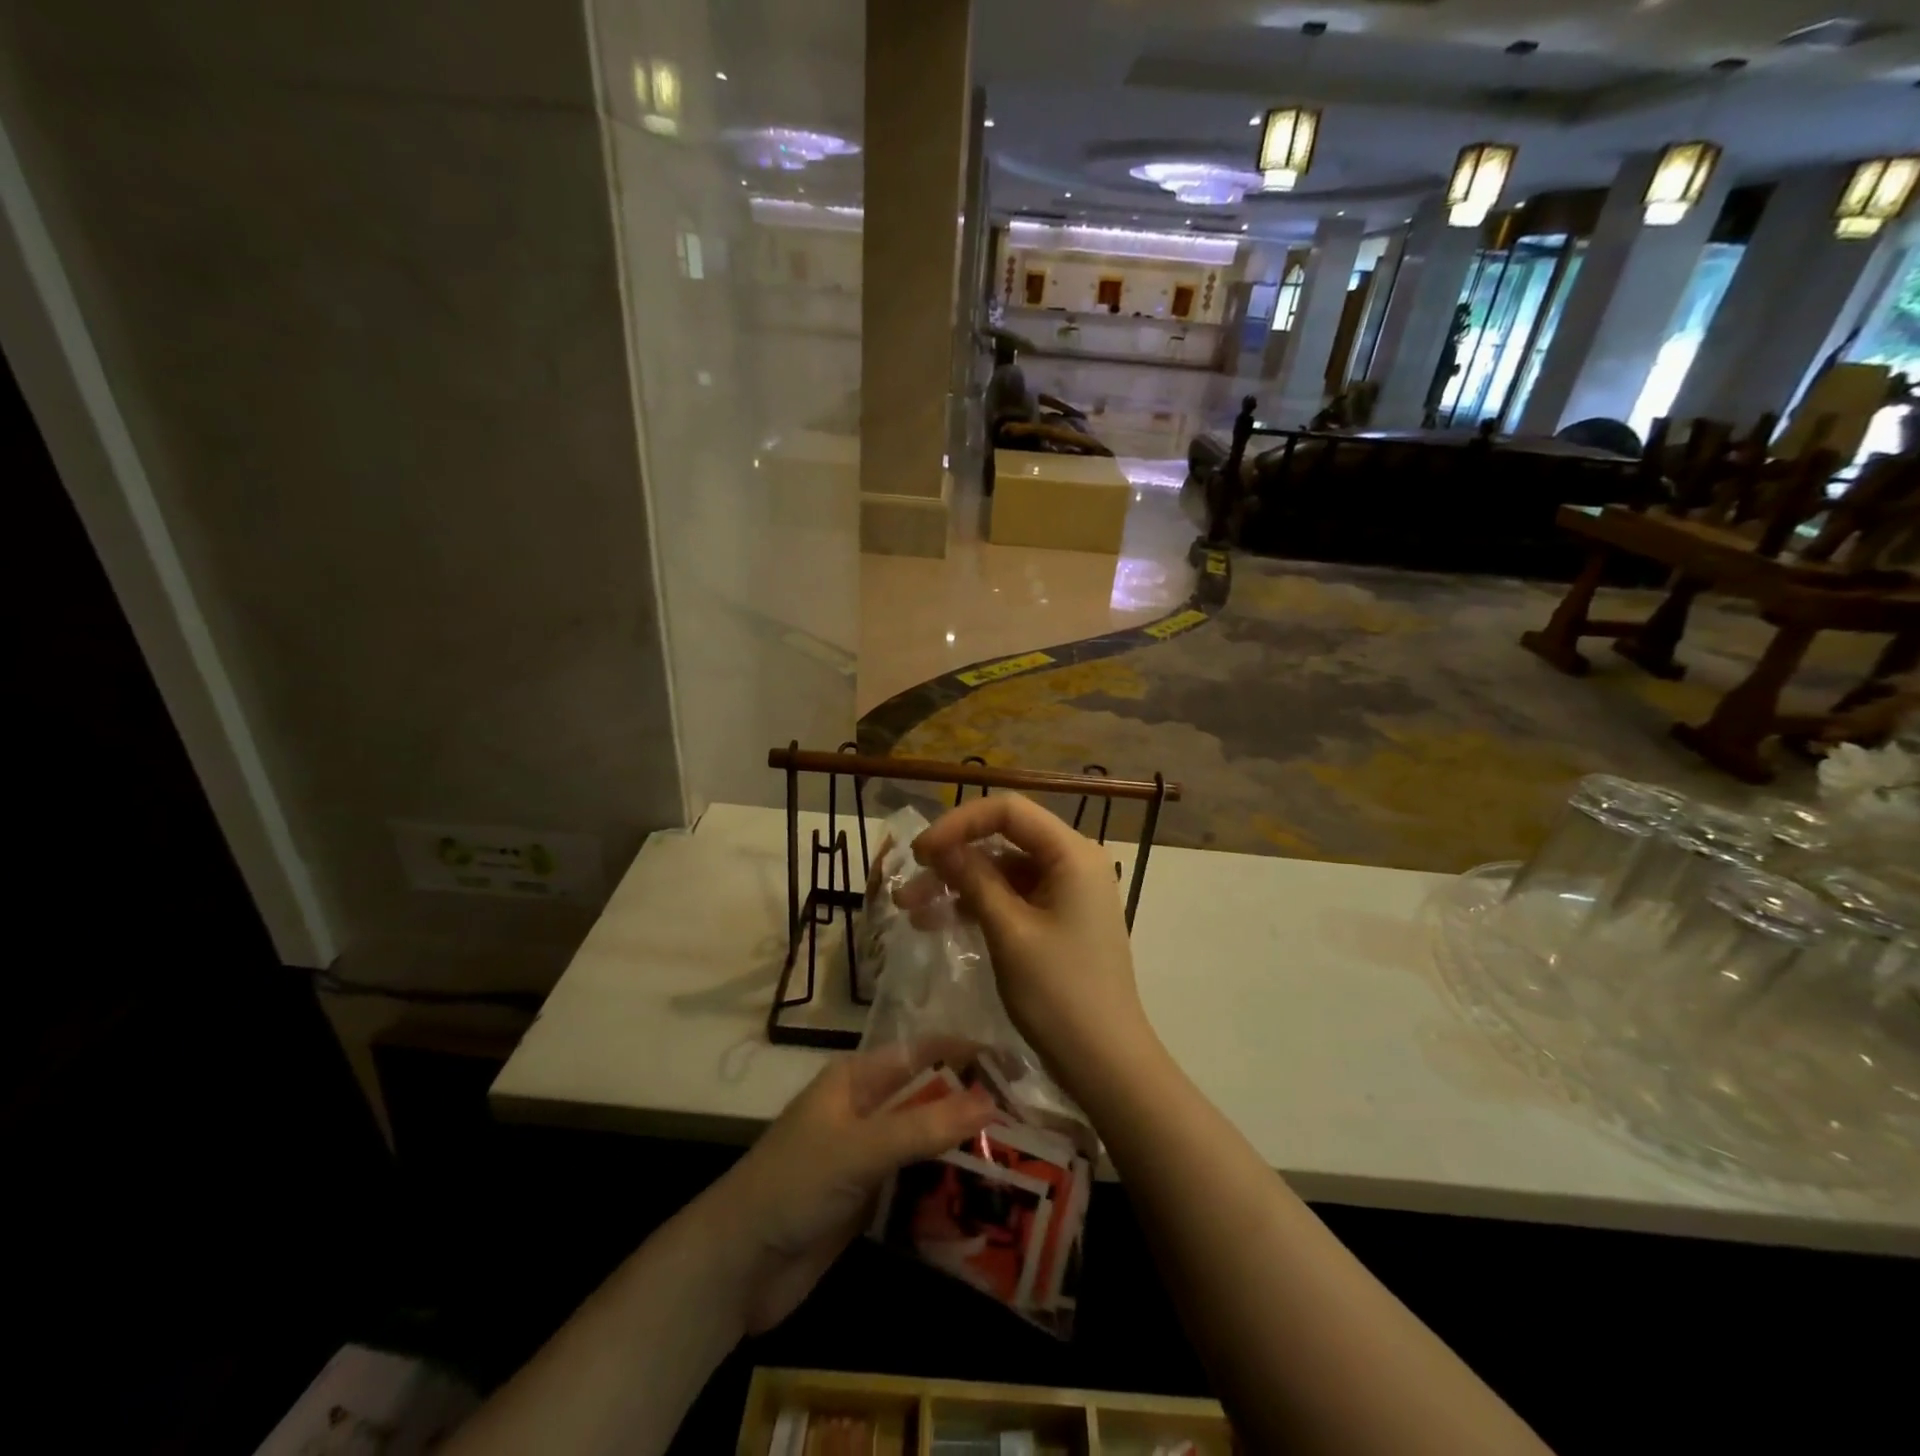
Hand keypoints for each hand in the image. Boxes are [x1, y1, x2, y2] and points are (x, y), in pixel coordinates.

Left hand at [703, 1048, 992, 1333]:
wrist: (737, 1267)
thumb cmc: (793, 1184)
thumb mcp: (860, 1148)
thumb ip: (923, 1127)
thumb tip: (990, 1101)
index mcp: (857, 1080)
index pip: (921, 1054)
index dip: (965, 1054)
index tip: (1014, 1066)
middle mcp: (865, 1110)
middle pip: (928, 1099)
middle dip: (971, 1106)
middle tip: (1029, 1121)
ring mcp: (867, 1157)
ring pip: (925, 1144)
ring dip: (963, 1151)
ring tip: (1020, 1162)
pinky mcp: (868, 1201)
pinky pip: (916, 1185)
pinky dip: (945, 1189)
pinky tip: (983, 1202)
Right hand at [909, 795, 1153, 1096]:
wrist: (1105, 1064)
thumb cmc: (1058, 994)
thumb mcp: (1009, 932)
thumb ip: (974, 880)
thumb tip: (941, 847)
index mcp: (1072, 854)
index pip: (1008, 811)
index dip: (958, 823)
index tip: (920, 852)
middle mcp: (1073, 862)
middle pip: (1004, 840)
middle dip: (953, 859)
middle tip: (907, 886)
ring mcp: (1068, 892)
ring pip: (1004, 871)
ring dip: (958, 886)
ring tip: (910, 911)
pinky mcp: (1060, 919)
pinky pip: (1013, 898)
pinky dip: (978, 906)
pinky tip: (940, 923)